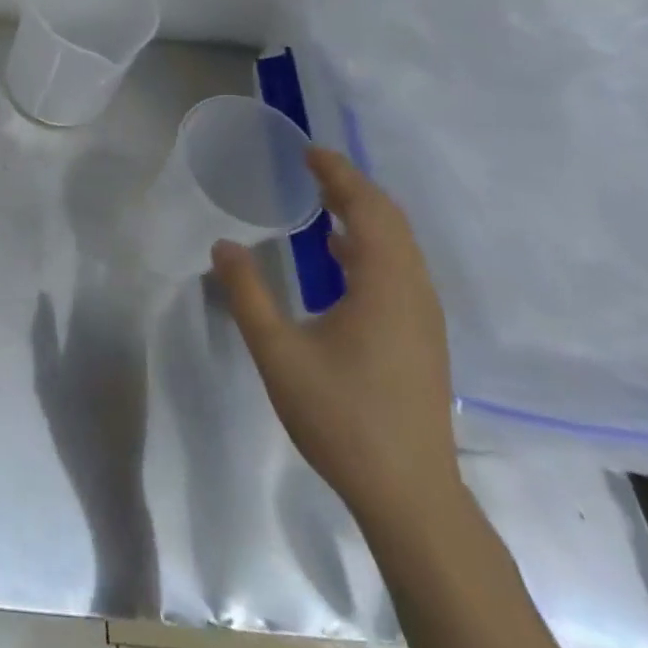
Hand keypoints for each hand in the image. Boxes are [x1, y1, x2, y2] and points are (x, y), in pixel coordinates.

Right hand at [212, 148, 460, 531]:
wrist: (411, 496)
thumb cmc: (342, 418)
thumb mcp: (278, 353)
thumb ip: (247, 293)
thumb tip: (223, 243)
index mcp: (385, 287)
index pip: (368, 210)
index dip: (340, 175)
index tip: (309, 151)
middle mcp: (413, 293)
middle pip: (391, 222)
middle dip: (353, 188)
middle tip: (312, 167)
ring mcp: (423, 318)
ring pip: (400, 247)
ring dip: (365, 215)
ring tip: (323, 200)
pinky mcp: (421, 339)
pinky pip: (400, 270)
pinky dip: (371, 245)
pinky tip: (340, 256)